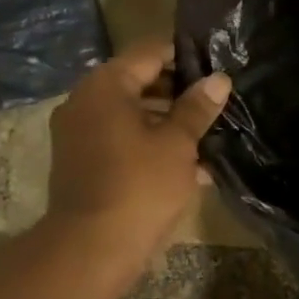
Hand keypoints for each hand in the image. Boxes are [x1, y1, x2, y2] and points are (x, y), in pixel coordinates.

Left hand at [44, 40, 231, 264]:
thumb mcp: (178, 144)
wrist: (93, 246)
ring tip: (209, 135)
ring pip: (132, 114)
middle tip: (217, 103)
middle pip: (138, 82)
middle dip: (179, 92)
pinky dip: (151, 144)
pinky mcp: (83, 162)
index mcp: (105, 86)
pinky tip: (188, 164)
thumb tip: (219, 79)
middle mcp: (85, 101)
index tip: (217, 66)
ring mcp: (80, 133)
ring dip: (168, 122)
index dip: (185, 56)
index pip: (149, 53)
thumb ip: (197, 109)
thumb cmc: (140, 185)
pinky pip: (122, 140)